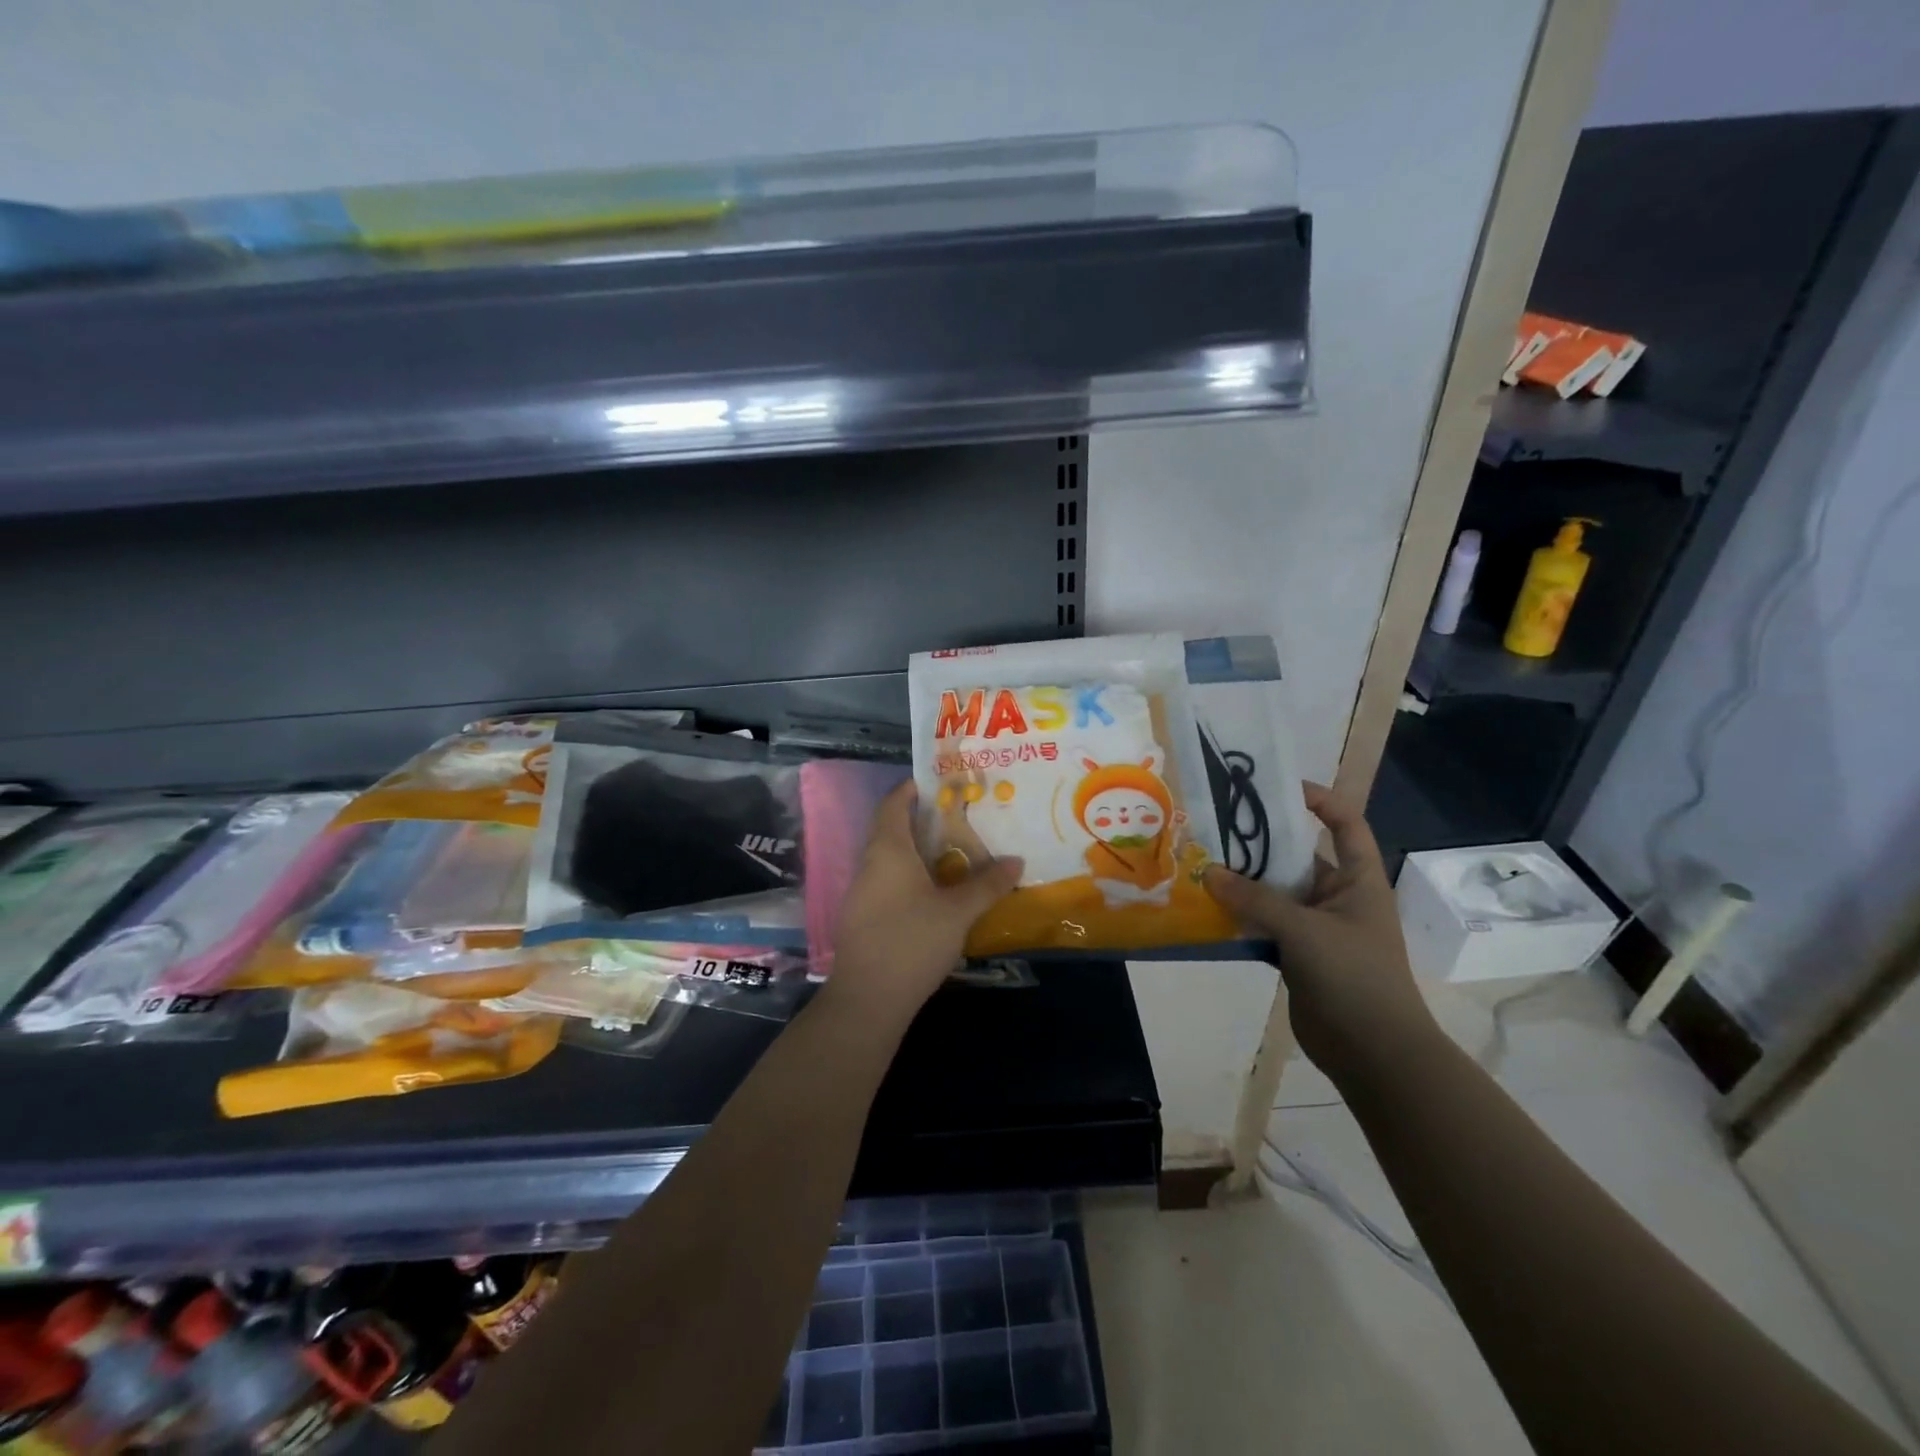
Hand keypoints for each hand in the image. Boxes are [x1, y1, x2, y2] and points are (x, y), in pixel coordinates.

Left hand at [821, 781, 1022, 1029]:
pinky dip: (908, 876)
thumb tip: (1016, 861)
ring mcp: (860, 892)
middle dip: (921, 821)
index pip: (893, 803)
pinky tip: (933, 894)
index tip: (939, 784)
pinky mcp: (861, 917)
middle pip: (890, 829)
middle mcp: (869, 863)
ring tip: (952, 855)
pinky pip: (885, 881)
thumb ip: (987, 884)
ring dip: (916, 851)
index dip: (912, 789)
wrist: (868, 999)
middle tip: (958, 820)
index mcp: (888, 849)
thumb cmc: (913, 942)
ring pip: (888, 858)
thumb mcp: (958, 912)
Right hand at [1203, 782, 1435, 1080]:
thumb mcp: (1304, 930)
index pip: (1345, 823)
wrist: (1373, 1052)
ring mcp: (1317, 927)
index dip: (1318, 800)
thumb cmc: (1354, 977)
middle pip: (1297, 857)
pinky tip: (1209, 910)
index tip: (1275, 788)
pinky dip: (1241, 916)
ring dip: (1243, 883)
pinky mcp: (1298, 955)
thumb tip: (1209, 872)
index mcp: (1358, 880)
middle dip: (1260, 844)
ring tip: (1202, 865)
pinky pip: (1265, 924)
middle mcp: (1338, 897)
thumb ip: (1255, 899)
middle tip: (1216, 828)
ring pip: (1275, 893)